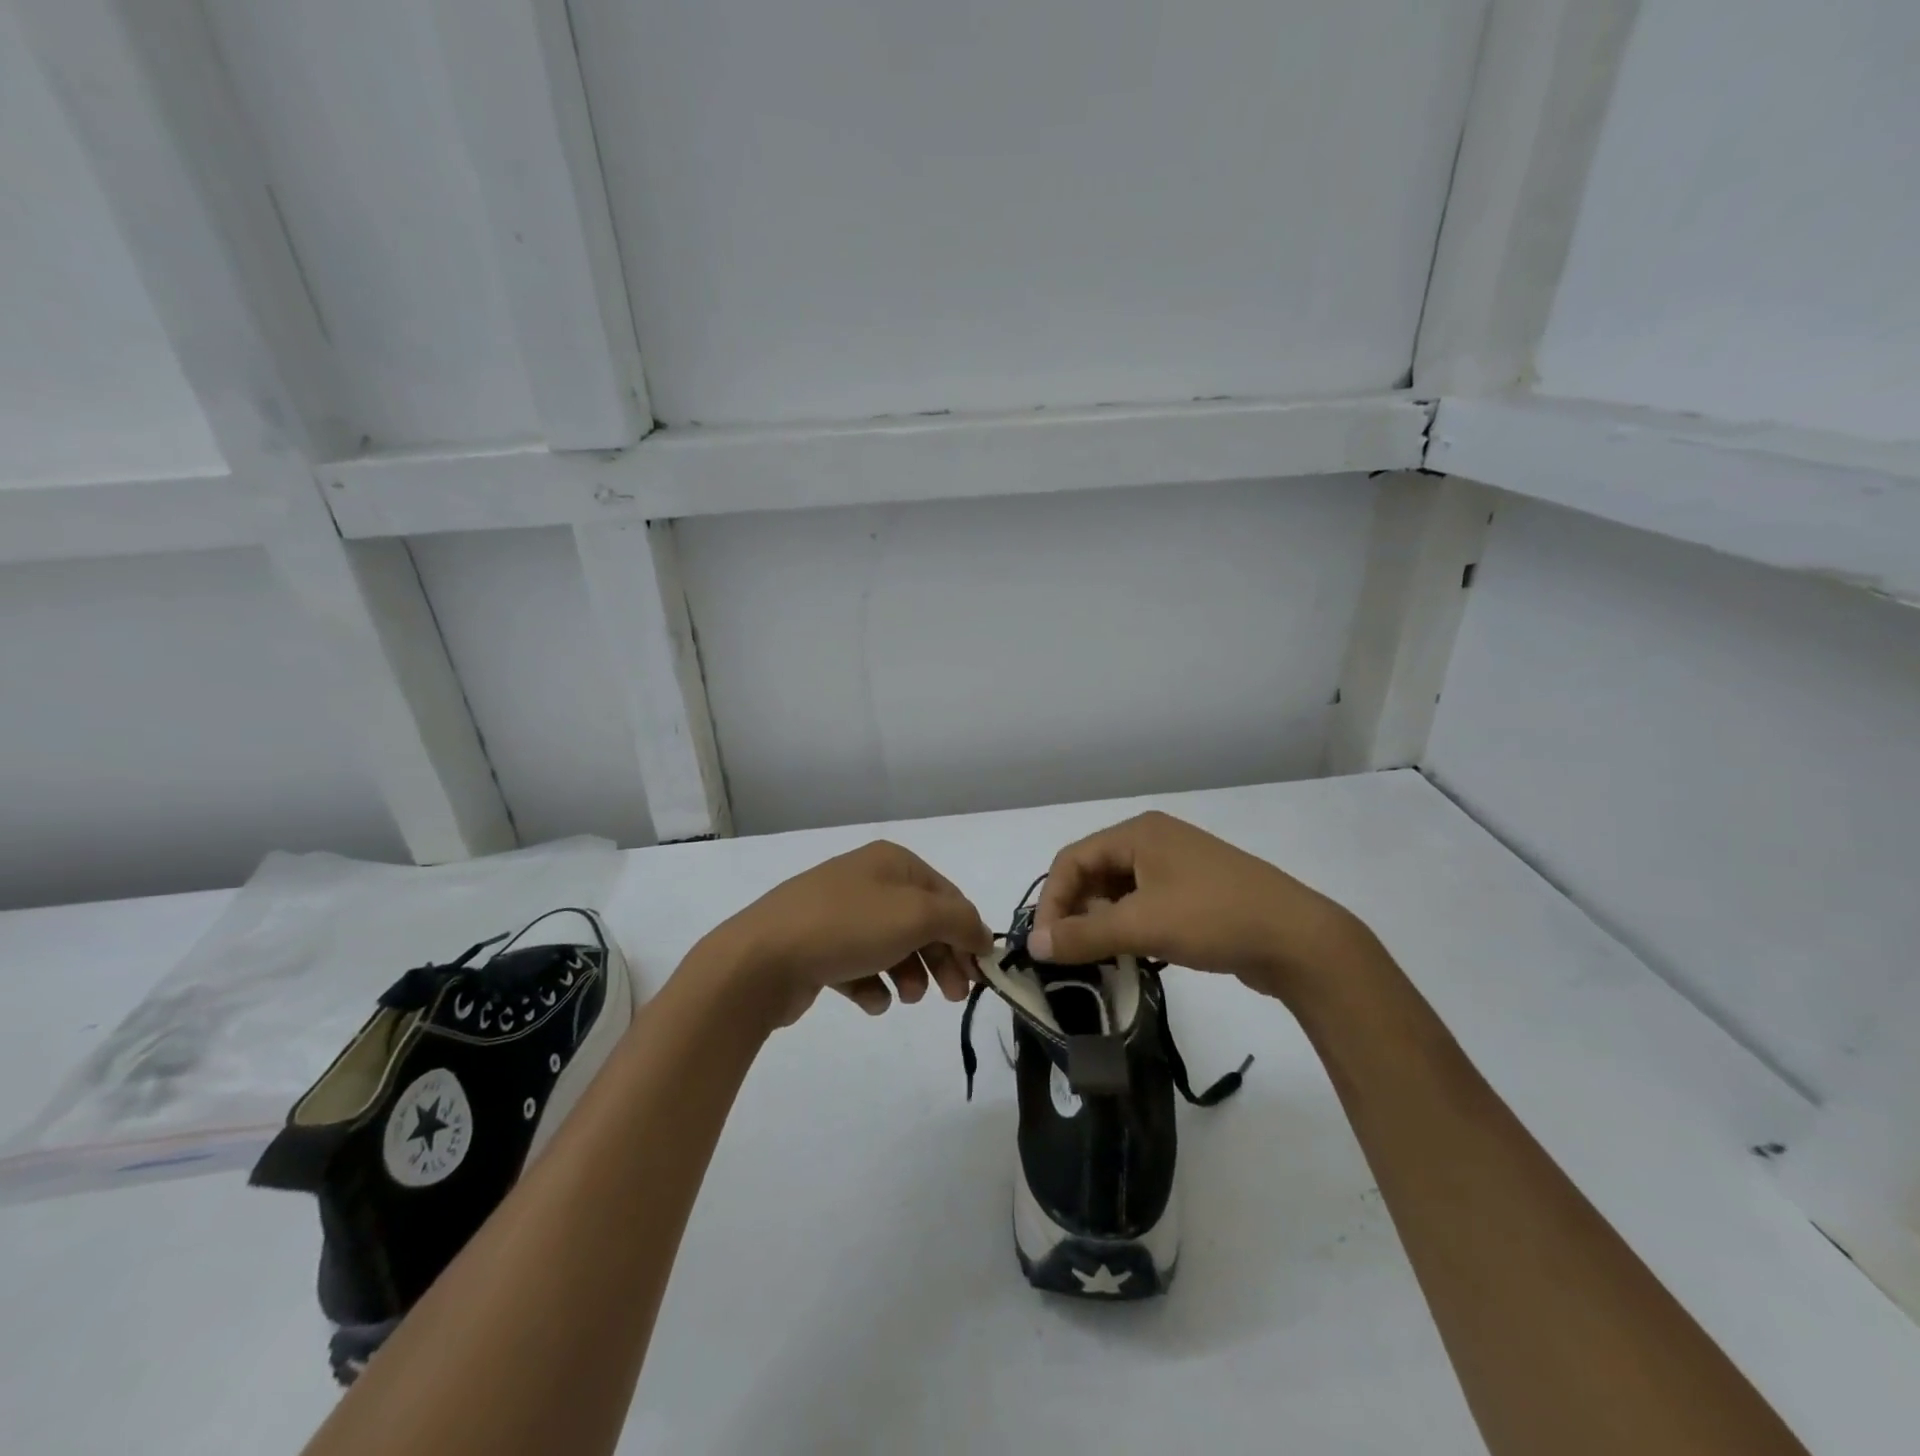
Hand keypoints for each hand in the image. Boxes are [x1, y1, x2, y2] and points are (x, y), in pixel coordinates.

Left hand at [692, 841, 992, 1027]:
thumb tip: (982, 935)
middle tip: (954, 995)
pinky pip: (860, 966)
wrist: (762, 958)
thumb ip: (960, 922)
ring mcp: (839, 913)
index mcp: (892, 862)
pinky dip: (872, 985)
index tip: (981, 973)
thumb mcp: (917, 915)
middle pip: (921, 922)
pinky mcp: (818, 947)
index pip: (946, 895)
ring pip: (892, 946)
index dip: (967, 932)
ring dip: (909, 974)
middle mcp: (866, 881)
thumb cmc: (848, 926)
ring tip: (907, 998)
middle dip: (941, 958)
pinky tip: (871, 1000)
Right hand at [1028, 811, 1369, 1004]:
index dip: (1052, 901)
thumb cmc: (1213, 918)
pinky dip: (1128, 926)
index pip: (1072, 859)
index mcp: (1138, 833)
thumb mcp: (1141, 925)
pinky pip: (1145, 904)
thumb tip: (1033, 945)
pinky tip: (1129, 954)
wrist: (1299, 940)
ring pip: (1119, 891)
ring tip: (1097, 958)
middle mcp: (1154, 841)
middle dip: (1076, 911)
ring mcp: (1177, 866)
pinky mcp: (1195, 892)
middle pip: (1094, 872)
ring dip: (1101, 922)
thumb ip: (1083, 934)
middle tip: (1070, 954)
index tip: (1045, 946)